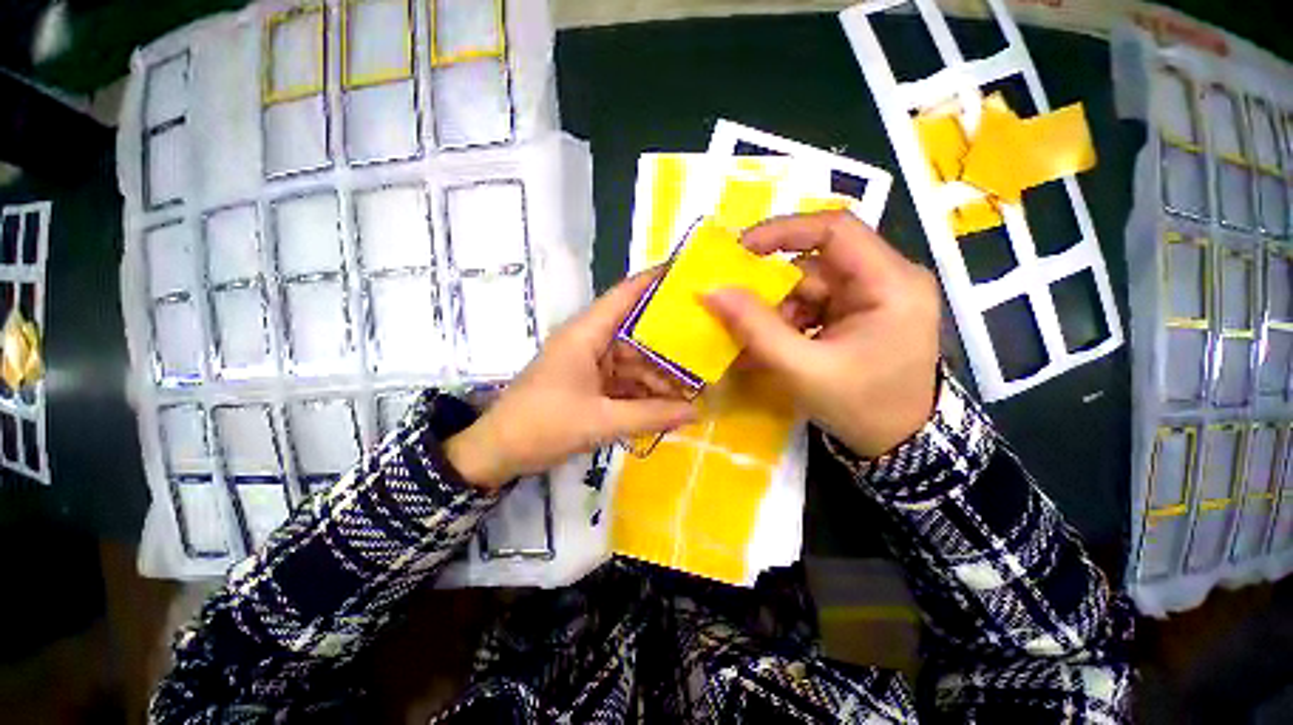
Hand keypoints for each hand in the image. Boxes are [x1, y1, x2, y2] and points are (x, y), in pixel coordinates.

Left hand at [445, 272, 698, 488]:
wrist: (497, 452)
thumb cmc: (543, 426)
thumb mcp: (601, 421)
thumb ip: (651, 415)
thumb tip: (697, 412)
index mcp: (586, 334)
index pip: (625, 294)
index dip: (656, 281)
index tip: (691, 276)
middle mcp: (589, 341)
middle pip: (636, 332)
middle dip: (669, 344)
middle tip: (707, 348)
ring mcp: (588, 362)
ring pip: (632, 359)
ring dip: (658, 374)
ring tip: (694, 386)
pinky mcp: (588, 382)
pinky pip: (623, 379)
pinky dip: (643, 390)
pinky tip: (667, 403)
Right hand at [704, 211, 939, 457]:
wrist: (899, 445)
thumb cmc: (861, 407)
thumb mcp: (803, 369)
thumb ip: (756, 329)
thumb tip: (712, 292)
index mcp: (891, 283)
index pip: (835, 229)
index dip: (783, 231)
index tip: (740, 250)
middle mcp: (886, 279)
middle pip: (815, 264)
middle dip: (772, 291)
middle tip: (736, 312)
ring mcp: (872, 297)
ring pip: (808, 288)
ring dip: (775, 314)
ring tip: (752, 344)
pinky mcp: (858, 314)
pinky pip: (812, 307)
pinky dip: (786, 324)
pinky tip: (769, 348)